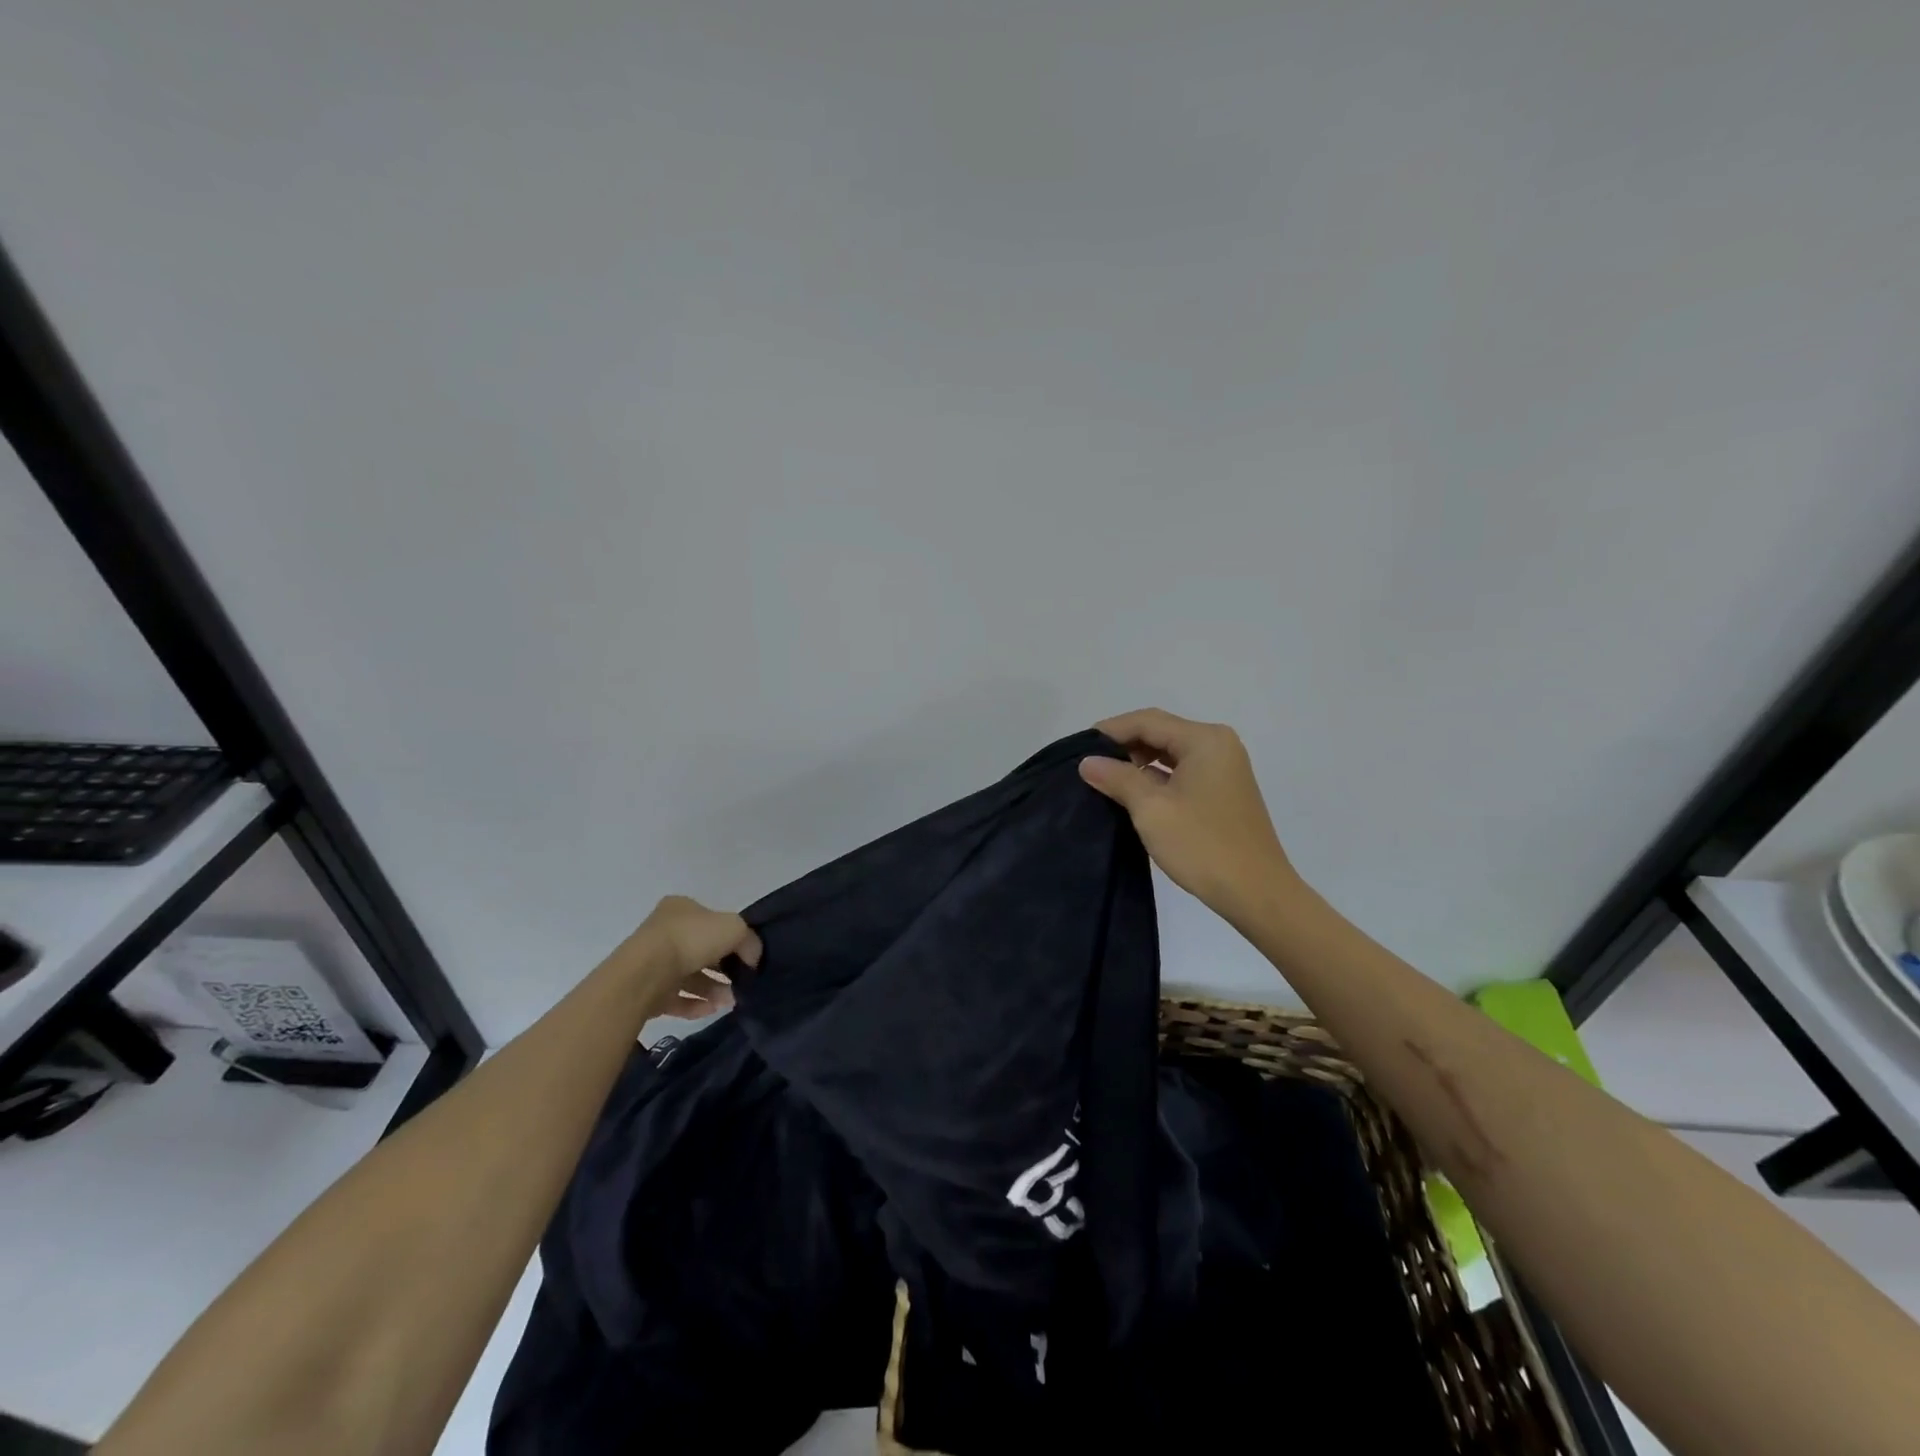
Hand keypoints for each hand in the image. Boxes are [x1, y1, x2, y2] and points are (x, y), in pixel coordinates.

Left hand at [619, 895, 762, 1019]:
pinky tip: (712, 1010)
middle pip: (701, 950)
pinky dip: (695, 1005)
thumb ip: (749, 941)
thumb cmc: (691, 939)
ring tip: (730, 1001)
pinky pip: (676, 999)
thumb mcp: (735, 928)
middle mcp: (664, 932)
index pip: (711, 920)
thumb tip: (753, 958)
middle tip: (741, 981)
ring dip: (713, 989)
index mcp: (681, 908)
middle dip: (723, 967)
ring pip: (689, 977)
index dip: (731, 937)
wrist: (645, 973)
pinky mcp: (646, 991)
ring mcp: (652, 962)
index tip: (746, 955)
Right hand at [1079, 709, 1299, 921]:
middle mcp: (1218, 745)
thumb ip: (1118, 778)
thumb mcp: (1151, 809)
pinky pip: (1182, 771)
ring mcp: (1224, 768)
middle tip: (1089, 765)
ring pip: (1170, 752)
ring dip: (1138, 762)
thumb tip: (1087, 761)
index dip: (1110, 731)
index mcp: (1204, 740)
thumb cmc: (1202, 846)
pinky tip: (1133, 793)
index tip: (1078, 748)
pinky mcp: (1223, 790)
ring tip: (1105, 779)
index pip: (1147, 721)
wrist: (1257, 893)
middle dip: (1123, 745)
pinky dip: (1156, 777)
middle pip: (1160, 732)